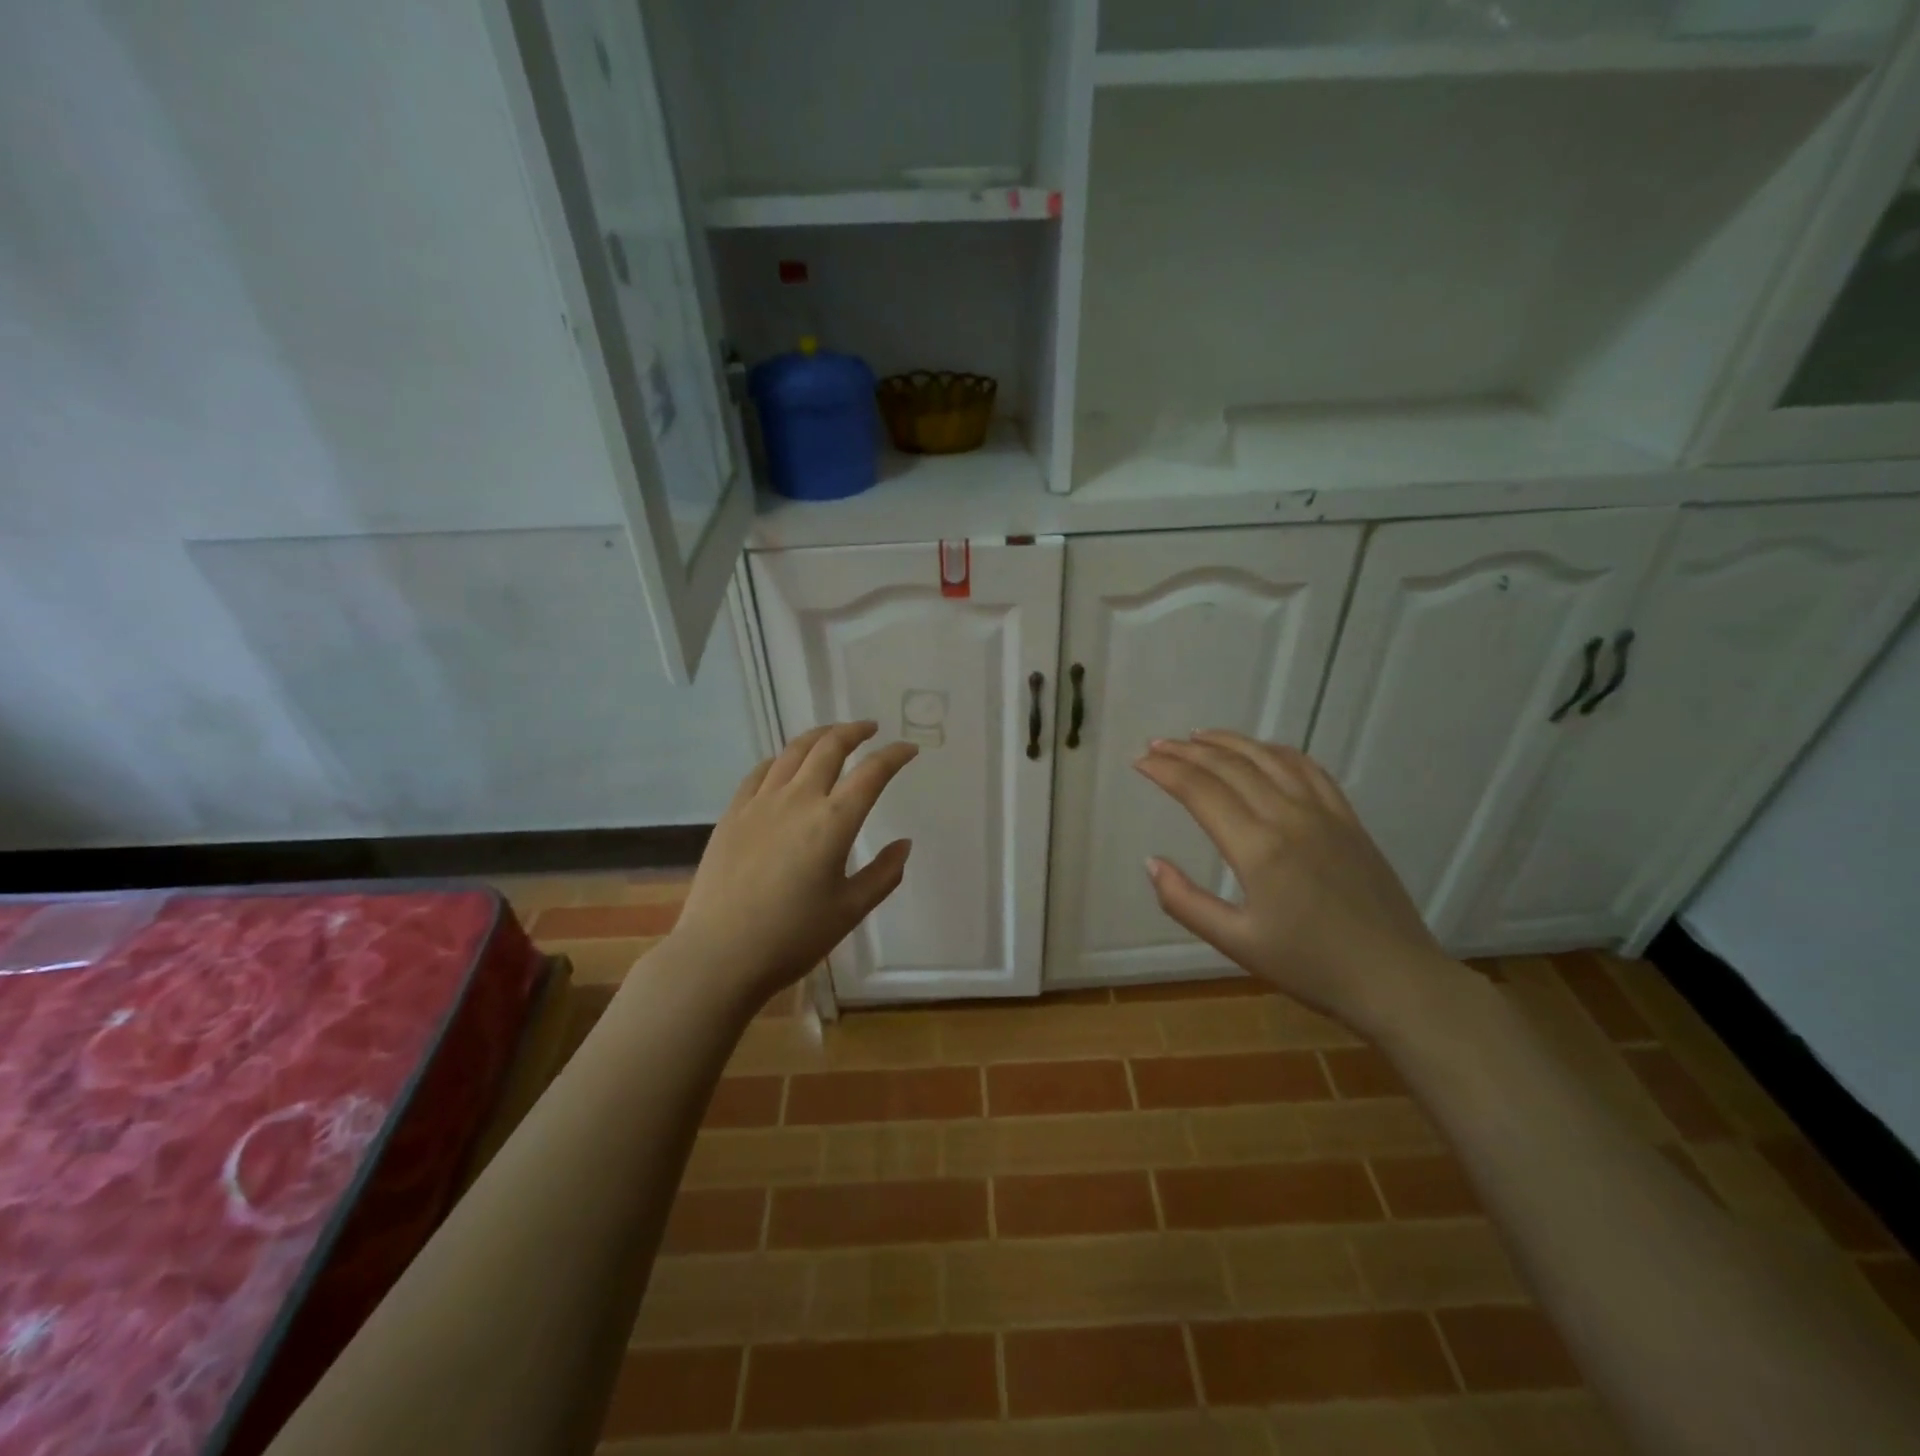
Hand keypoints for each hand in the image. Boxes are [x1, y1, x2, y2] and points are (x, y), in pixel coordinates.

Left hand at [665, 722, 917, 1013]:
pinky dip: (780, 759)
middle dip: (854, 731)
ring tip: (832, 734)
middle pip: (829, 747)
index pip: (872, 773)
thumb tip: (904, 844)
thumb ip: (883, 874)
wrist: (719, 954)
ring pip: (792, 751)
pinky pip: (760, 772)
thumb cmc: (792, 937)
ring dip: (818, 736)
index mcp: (833, 822)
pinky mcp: (733, 814)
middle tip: (870, 728)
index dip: (894, 755)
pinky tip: (784, 764)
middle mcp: (798, 800)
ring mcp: (760, 803)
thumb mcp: (850, 911)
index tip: (909, 749)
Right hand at [1135, 730, 1458, 1036]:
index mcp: (1257, 848)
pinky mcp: (1348, 819)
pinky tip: (1262, 750)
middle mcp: (1288, 817)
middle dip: (1187, 751)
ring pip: (1268, 758)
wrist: (1397, 979)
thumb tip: (1151, 863)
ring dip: (1228, 742)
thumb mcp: (1236, 943)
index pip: (1200, 791)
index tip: (1139, 762)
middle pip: (1230, 766)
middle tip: (1157, 745)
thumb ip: (1186, 902)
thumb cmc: (1311, 967)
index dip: (1165, 771)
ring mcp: (1323, 813)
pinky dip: (1276, 751)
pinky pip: (1309, 769)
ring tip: (1197, 737)